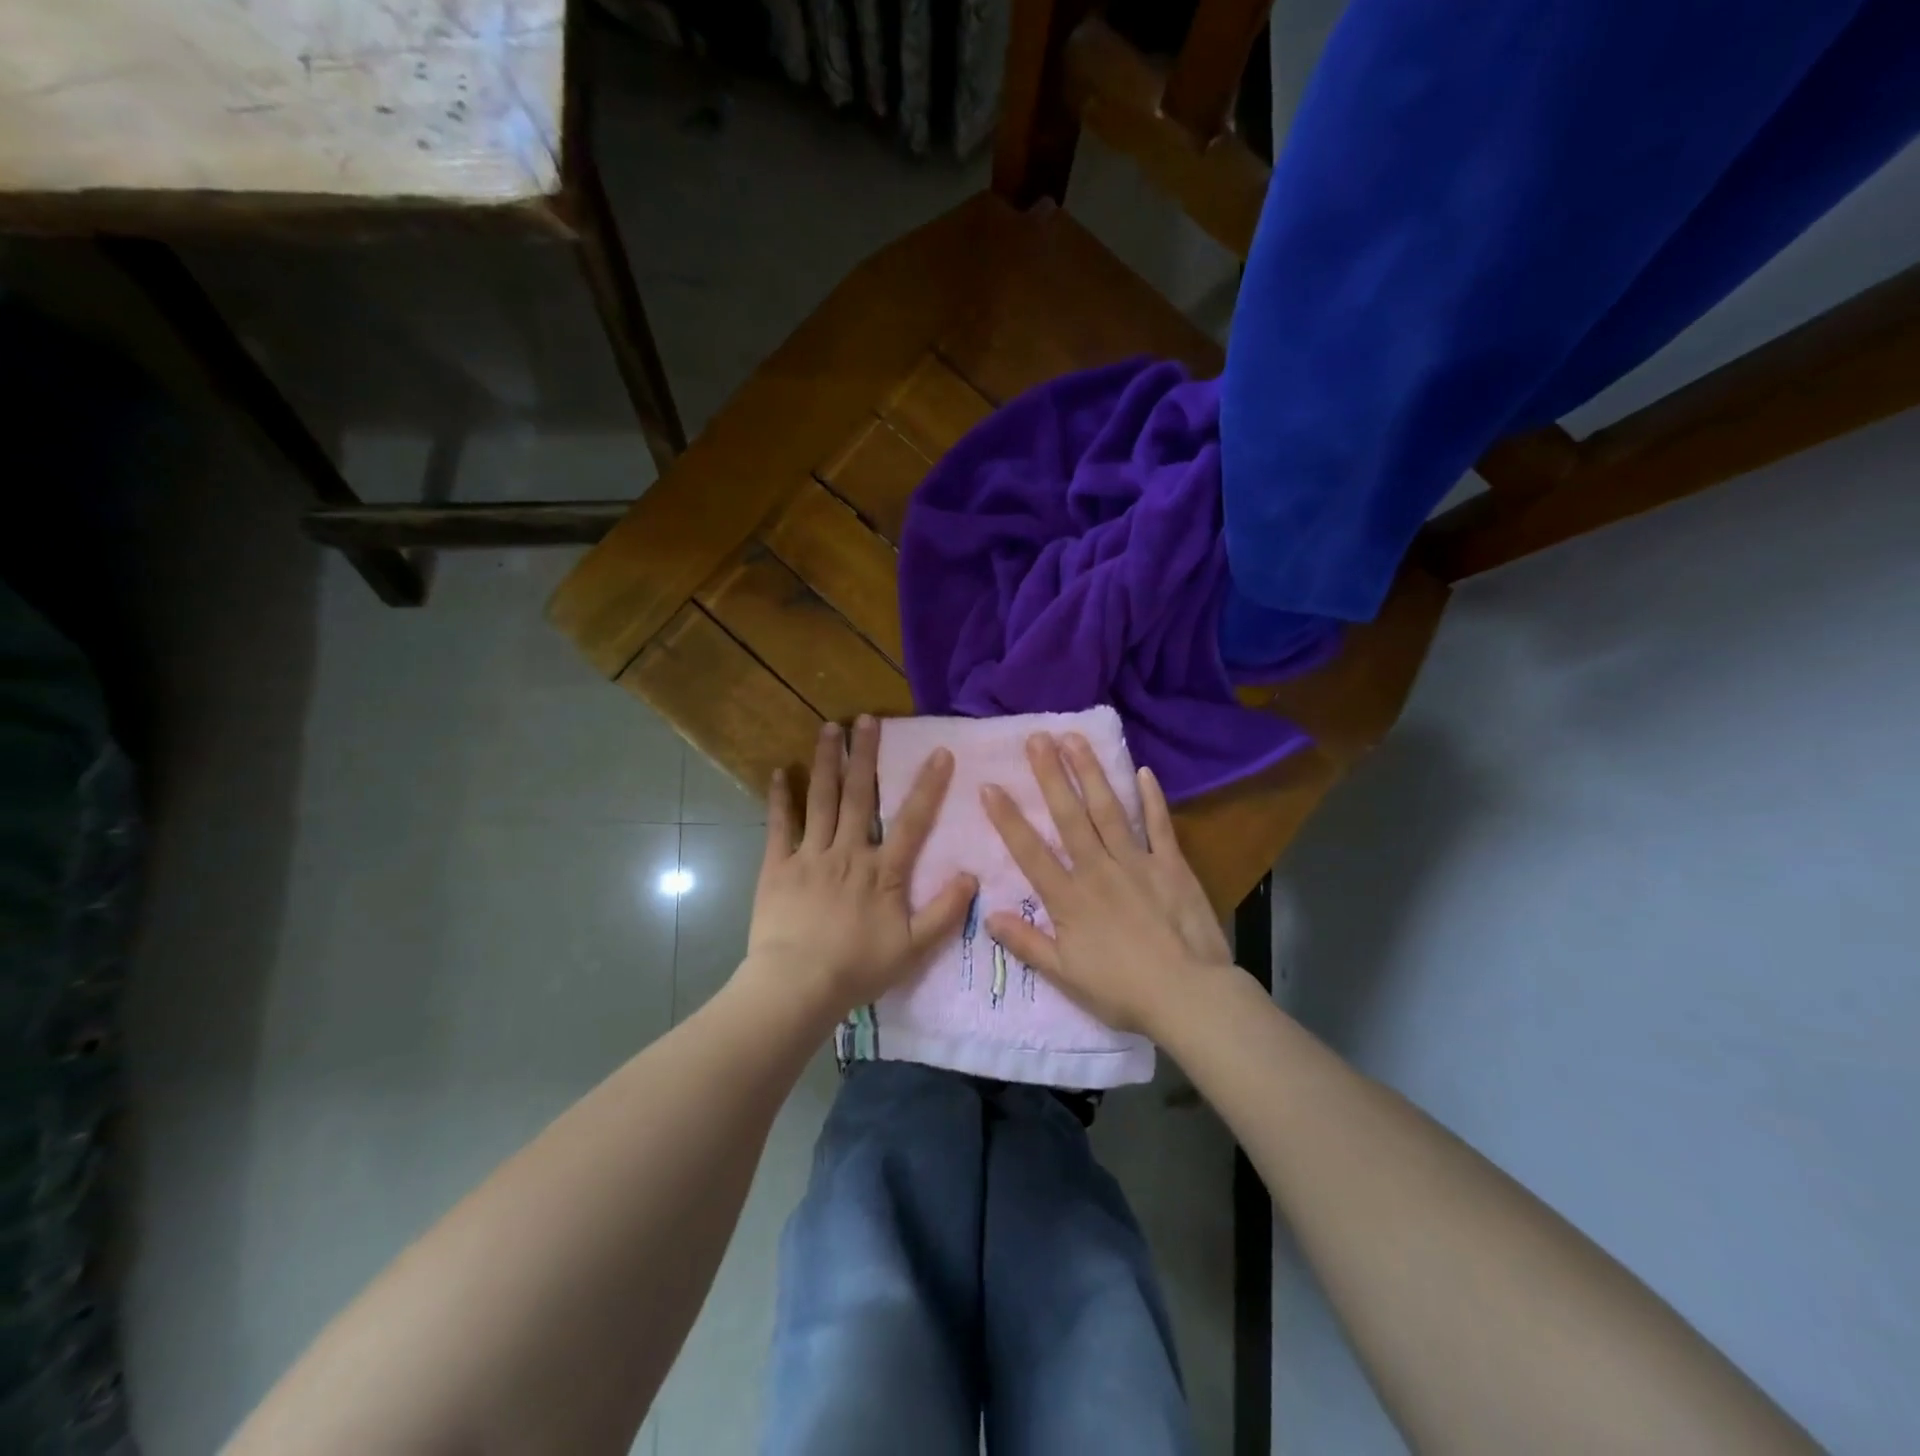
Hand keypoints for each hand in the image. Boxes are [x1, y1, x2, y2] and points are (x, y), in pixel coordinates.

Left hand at [744, 715, 976, 1016]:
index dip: (928, 786)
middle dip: (865, 755)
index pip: (912, 821)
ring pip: (821, 800)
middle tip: (868, 718)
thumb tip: (972, 875)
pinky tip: (779, 772)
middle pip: (860, 796)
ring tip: (829, 728)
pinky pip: (779, 826)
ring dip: (827, 763)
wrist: (798, 985)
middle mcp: (849, 852)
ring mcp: (811, 855)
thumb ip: (945, 912)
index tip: (940, 751)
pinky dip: (780, 798)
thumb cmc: (858, 968)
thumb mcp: (913, 948)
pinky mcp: (778, 866)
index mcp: (883, 871)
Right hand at [981, 732, 1231, 1035]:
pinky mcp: (1171, 865)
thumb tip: (988, 915)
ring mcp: (1137, 862)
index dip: (1008, 818)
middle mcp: (1099, 870)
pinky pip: (1159, 825)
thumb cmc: (1122, 990)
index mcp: (1070, 898)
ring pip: (1109, 810)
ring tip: (1075, 739)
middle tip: (1036, 738)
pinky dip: (1152, 798)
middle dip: (1050, 776)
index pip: (1030, 851)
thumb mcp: (1065, 975)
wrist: (1188, 997)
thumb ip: (1026, 943)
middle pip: (1069, 817)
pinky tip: (1143, 771)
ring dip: (1091, 773)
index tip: (989, 786)